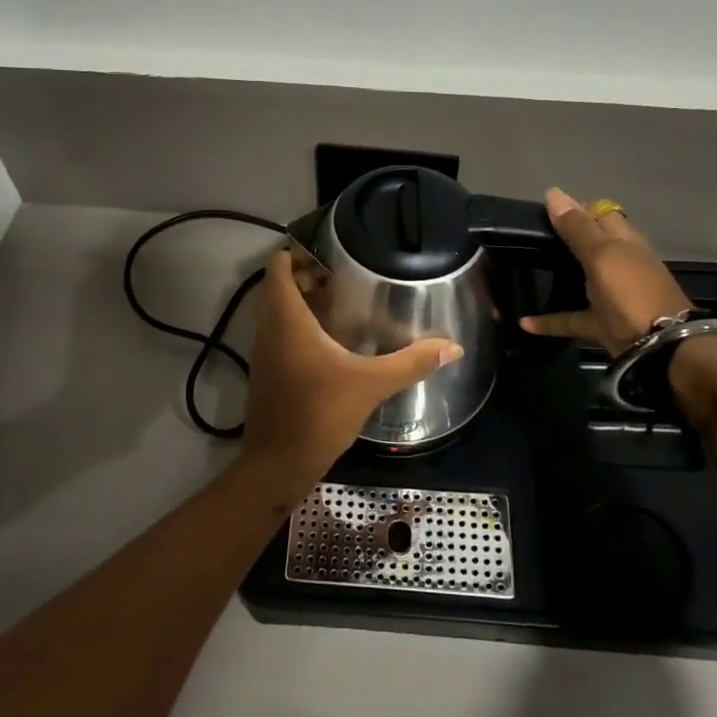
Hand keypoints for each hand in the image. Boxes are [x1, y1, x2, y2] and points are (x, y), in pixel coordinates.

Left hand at [242, 250, 462, 484]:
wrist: (277, 465)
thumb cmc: (318, 415)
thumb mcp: (370, 385)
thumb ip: (411, 363)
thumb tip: (452, 347)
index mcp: (287, 320)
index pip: (278, 268)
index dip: (297, 252)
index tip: (329, 251)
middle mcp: (269, 330)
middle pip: (278, 287)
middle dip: (306, 276)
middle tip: (343, 276)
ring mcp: (264, 353)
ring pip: (277, 312)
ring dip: (302, 302)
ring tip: (341, 302)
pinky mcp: (267, 373)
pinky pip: (279, 334)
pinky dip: (299, 326)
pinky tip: (331, 342)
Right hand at [519, 188, 692, 354]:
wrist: (661, 347)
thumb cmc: (632, 292)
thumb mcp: (602, 255)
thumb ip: (577, 228)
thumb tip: (553, 192)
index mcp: (625, 242)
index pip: (602, 214)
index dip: (577, 208)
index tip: (544, 208)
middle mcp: (620, 264)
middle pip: (593, 245)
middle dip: (568, 239)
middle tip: (532, 236)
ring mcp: (613, 295)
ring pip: (584, 279)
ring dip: (561, 275)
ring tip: (530, 269)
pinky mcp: (603, 325)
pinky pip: (571, 319)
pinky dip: (549, 321)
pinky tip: (525, 322)